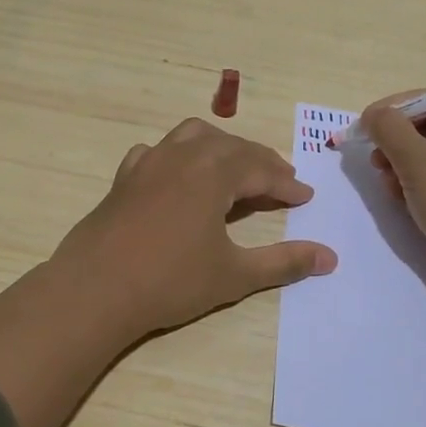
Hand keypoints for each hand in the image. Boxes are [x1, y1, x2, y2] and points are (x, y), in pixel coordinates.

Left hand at [51, 118, 336, 339]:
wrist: (95, 290)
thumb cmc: (170, 282)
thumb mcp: (234, 274)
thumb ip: (284, 262)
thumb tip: (330, 258)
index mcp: (214, 173)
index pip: (262, 170)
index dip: (287, 184)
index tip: (306, 198)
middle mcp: (183, 156)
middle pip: (232, 147)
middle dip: (261, 162)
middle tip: (281, 182)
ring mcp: (150, 163)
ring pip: (193, 136)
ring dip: (221, 148)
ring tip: (235, 169)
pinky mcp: (125, 178)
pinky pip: (157, 151)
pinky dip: (177, 155)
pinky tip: (177, 175)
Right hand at [358, 95, 425, 413]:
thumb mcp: (418, 164)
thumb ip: (390, 130)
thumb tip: (374, 113)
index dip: (395, 110)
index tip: (364, 125)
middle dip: (399, 143)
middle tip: (373, 160)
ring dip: (405, 166)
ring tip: (385, 183)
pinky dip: (422, 186)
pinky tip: (401, 200)